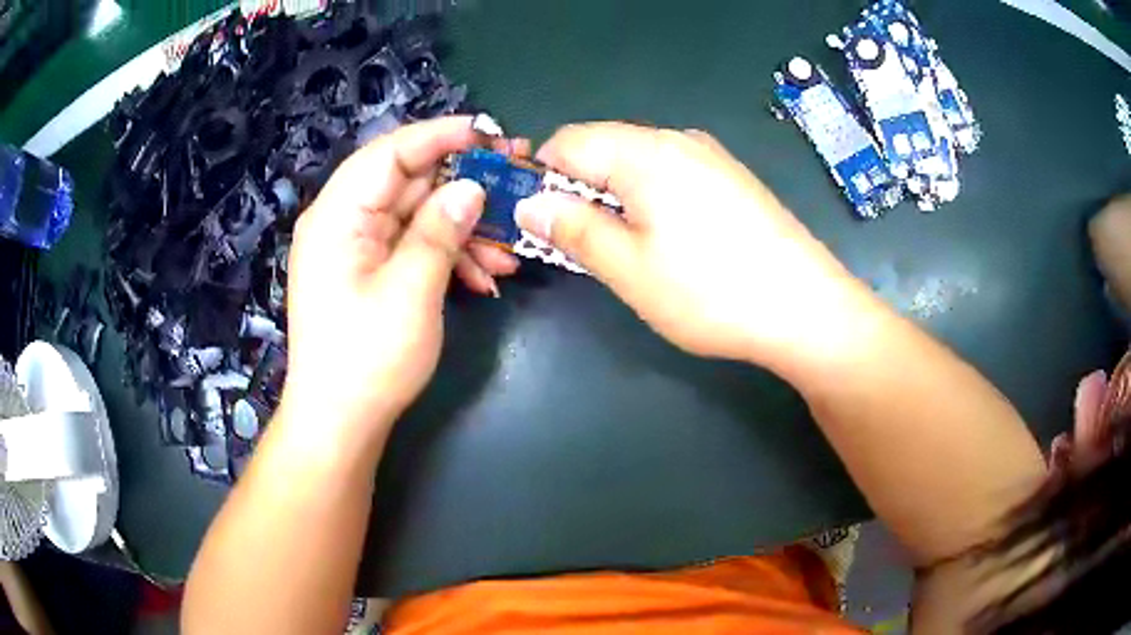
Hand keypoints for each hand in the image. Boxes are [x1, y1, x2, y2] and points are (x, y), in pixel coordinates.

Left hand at [281, 116, 519, 440]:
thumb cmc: (367, 360)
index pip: (391, 152)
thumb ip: (441, 229)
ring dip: (463, 230)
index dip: (442, 136)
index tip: (491, 134)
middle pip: (408, 182)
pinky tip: (483, 277)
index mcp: (338, 215)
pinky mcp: (369, 272)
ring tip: (508, 253)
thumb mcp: (411, 291)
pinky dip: (447, 255)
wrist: (340, 424)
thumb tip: (471, 187)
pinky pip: (412, 246)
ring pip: (417, 216)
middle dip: (463, 188)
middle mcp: (342, 221)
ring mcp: (356, 248)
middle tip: (514, 187)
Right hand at [515, 122, 872, 364]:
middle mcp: (677, 139)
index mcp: (644, 152)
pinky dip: (650, 198)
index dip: (541, 176)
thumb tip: (530, 204)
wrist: (808, 308)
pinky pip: (672, 174)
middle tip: (578, 244)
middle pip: (604, 147)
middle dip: (578, 188)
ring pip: (638, 162)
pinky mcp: (733, 178)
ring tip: (625, 249)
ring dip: (614, 197)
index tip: (537, 220)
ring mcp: (711, 156)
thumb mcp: (629, 268)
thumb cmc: (712, 292)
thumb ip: (573, 229)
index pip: (568, 141)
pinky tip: (669, 240)